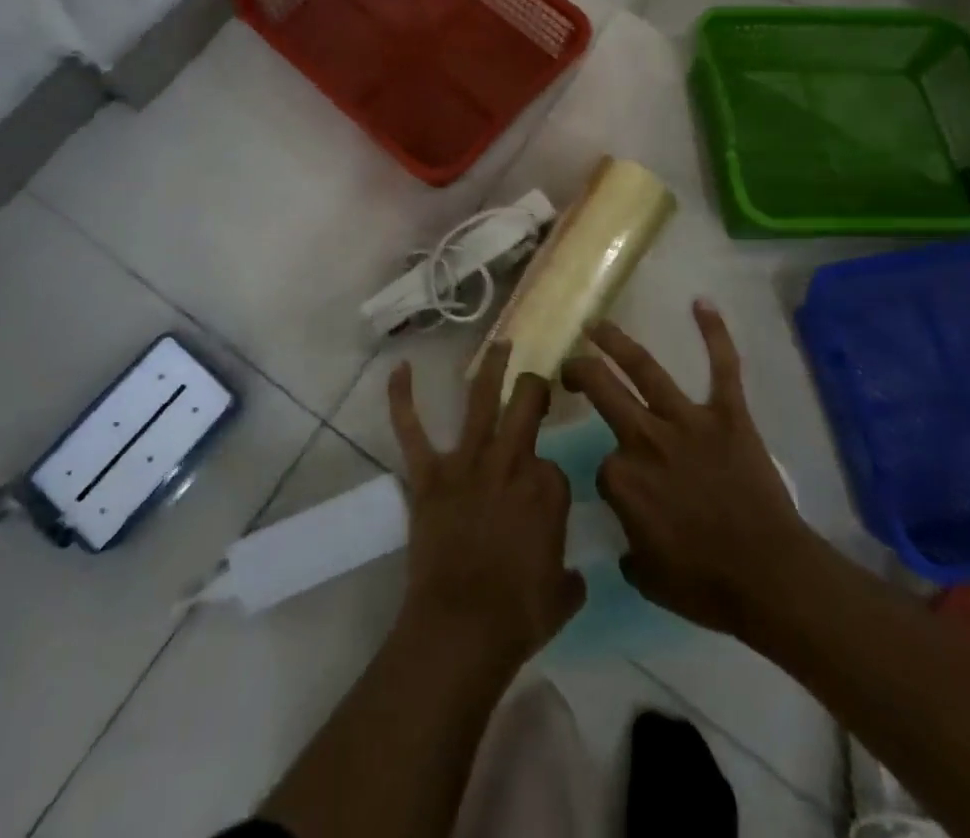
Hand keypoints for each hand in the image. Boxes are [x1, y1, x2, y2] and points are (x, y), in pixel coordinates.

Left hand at [387, 340, 585, 673]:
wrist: (461, 627)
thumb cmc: (518, 616)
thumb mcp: (562, 595)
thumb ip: (569, 574)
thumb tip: (569, 572)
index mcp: (547, 489)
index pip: (554, 467)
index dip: (548, 482)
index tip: (542, 505)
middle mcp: (509, 462)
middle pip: (527, 406)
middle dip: (535, 388)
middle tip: (537, 380)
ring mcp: (466, 463)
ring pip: (481, 401)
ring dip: (491, 368)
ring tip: (501, 342)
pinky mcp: (429, 474)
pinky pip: (412, 430)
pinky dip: (402, 399)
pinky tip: (400, 369)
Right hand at [562, 300, 813, 637]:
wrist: (771, 579)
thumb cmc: (707, 585)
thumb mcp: (648, 576)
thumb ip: (629, 546)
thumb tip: (631, 531)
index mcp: (622, 479)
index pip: (604, 465)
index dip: (613, 478)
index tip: (628, 495)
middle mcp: (646, 439)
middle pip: (602, 391)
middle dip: (579, 372)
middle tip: (569, 365)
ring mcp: (687, 422)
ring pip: (645, 371)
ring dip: (616, 343)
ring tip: (597, 325)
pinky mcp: (728, 415)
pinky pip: (723, 368)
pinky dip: (715, 334)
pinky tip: (701, 302)